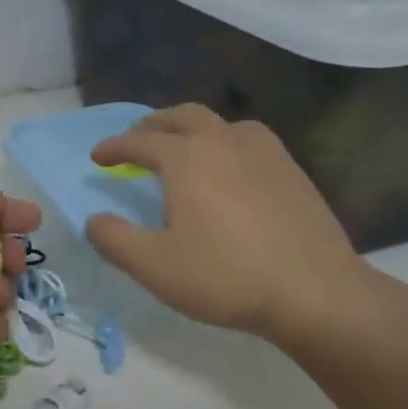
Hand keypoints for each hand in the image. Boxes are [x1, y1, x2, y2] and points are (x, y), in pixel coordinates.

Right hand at [86, 104, 368, 342]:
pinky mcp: (293, 172)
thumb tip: (93, 221)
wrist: (314, 292)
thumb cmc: (224, 276)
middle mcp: (224, 142)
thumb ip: (114, 239)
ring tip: (183, 148)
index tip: (97, 157)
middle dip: (153, 125)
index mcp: (187, 158)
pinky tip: (229, 171)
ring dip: (193, 129)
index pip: (140, 142)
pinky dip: (225, 144)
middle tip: (136, 140)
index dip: (114, 148)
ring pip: (221, 123)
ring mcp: (265, 154)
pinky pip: (249, 141)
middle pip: (182, 117)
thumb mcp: (153, 265)